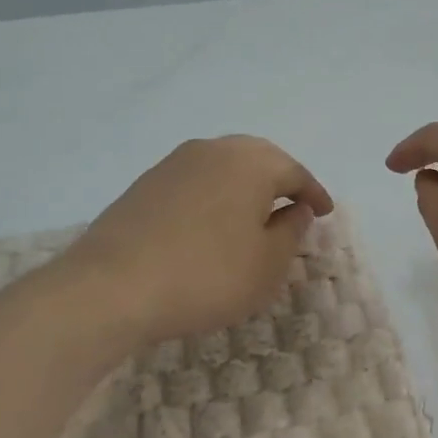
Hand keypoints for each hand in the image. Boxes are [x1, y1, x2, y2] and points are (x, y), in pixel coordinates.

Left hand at [66, 136, 333, 345]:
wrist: (112, 287)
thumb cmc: (207, 276)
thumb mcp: (268, 264)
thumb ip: (291, 231)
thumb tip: (297, 208)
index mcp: (251, 163)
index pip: (295, 172)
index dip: (314, 194)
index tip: (325, 213)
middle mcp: (213, 150)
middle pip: (258, 159)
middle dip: (280, 181)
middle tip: (294, 206)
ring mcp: (174, 163)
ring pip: (223, 166)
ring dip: (245, 186)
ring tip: (254, 215)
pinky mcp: (146, 183)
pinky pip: (196, 181)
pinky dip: (214, 195)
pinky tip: (212, 222)